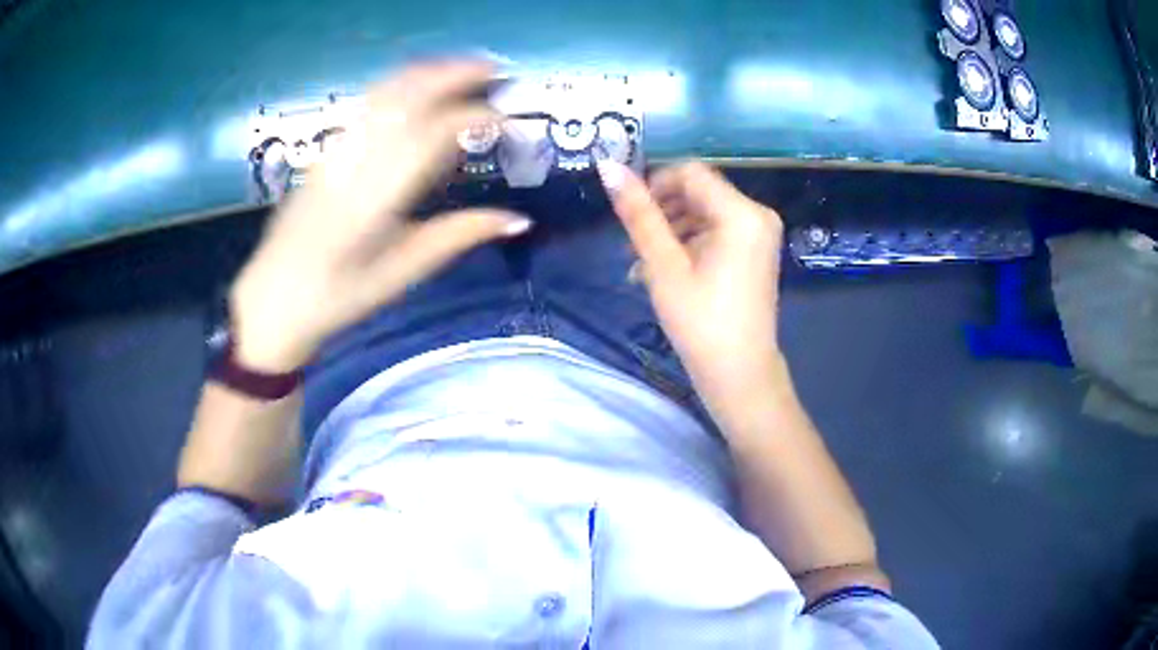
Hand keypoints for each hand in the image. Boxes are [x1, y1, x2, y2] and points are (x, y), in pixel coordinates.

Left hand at [230, 61, 530, 371]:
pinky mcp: (324, 152)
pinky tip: (415, 88)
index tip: (506, 120)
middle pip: (405, 98)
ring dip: (425, 73)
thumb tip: (517, 219)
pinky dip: (398, 85)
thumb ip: (458, 236)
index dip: (473, 118)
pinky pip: (364, 105)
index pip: (431, 136)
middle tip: (493, 71)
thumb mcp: (402, 273)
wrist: (273, 299)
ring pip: (382, 93)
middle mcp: (353, 163)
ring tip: (461, 69)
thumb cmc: (339, 297)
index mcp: (375, 199)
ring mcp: (334, 152)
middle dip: (452, 75)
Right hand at [598, 160, 785, 420]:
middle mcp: (757, 214)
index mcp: (741, 212)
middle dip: (662, 212)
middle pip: (698, 192)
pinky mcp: (755, 252)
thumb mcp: (664, 265)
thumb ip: (638, 214)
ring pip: (704, 212)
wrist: (740, 375)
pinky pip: (717, 232)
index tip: (630, 216)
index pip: (689, 172)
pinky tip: (664, 271)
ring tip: (643, 265)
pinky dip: (689, 244)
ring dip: (671, 230)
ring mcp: (759, 234)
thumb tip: (608, 166)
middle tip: (633, 246)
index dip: (654, 185)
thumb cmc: (700, 322)